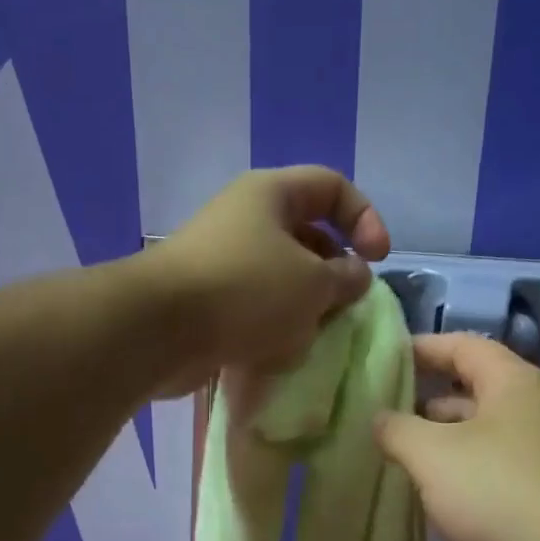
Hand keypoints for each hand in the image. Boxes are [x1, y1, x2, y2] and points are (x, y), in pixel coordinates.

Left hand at [141, 167, 389, 393]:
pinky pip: (255, 309)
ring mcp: (223, 262)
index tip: (378, 259)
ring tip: (310, 334)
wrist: (161, 332)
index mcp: (271, 195)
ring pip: (282, 279)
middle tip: (344, 305)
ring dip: (304, 308)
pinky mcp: (209, 303)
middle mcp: (245, 220)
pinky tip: (279, 353)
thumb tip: (355, 276)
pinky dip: (273, 329)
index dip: (364, 217)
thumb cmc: (246, 291)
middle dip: (333, 273)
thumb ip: (346, 278)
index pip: (332, 187)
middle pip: (307, 236)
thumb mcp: (313, 283)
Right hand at [374, 334, 539, 540]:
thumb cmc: (501, 493)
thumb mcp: (432, 454)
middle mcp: (533, 412)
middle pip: (471, 392)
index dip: (422, 348)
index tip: (383, 359)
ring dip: (439, 445)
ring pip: (479, 439)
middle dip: (424, 402)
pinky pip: (491, 474)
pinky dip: (459, 478)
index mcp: (513, 383)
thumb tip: (380, 419)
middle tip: (378, 416)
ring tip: (393, 458)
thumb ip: (397, 429)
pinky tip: (429, 497)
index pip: (463, 346)